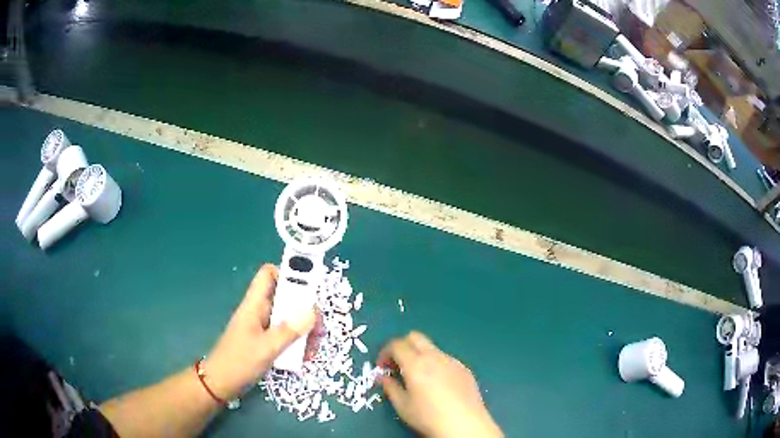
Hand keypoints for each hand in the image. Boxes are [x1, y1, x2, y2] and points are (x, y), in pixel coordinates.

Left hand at [204, 264, 315, 399]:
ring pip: (289, 318)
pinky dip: (297, 342)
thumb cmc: (239, 362)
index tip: (308, 290)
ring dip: (304, 330)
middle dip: (305, 311)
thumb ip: (290, 330)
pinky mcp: (266, 341)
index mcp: (255, 305)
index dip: (288, 274)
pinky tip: (304, 357)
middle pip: (286, 298)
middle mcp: (259, 311)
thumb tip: (313, 311)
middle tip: (318, 328)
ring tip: (312, 348)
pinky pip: (286, 334)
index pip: (269, 274)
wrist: (221, 383)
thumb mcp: (267, 348)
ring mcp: (263, 327)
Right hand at [378, 332, 502, 437]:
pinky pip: (446, 359)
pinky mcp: (465, 369)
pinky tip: (437, 385)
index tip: (382, 368)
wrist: (465, 425)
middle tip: (397, 366)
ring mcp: (453, 361)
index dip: (385, 353)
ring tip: (418, 378)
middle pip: (415, 337)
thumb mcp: (402, 406)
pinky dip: (435, 364)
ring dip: (420, 356)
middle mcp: (435, 356)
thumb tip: (382, 377)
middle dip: (402, 347)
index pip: (396, 344)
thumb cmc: (429, 417)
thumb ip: (390, 387)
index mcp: (416, 363)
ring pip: (432, 348)